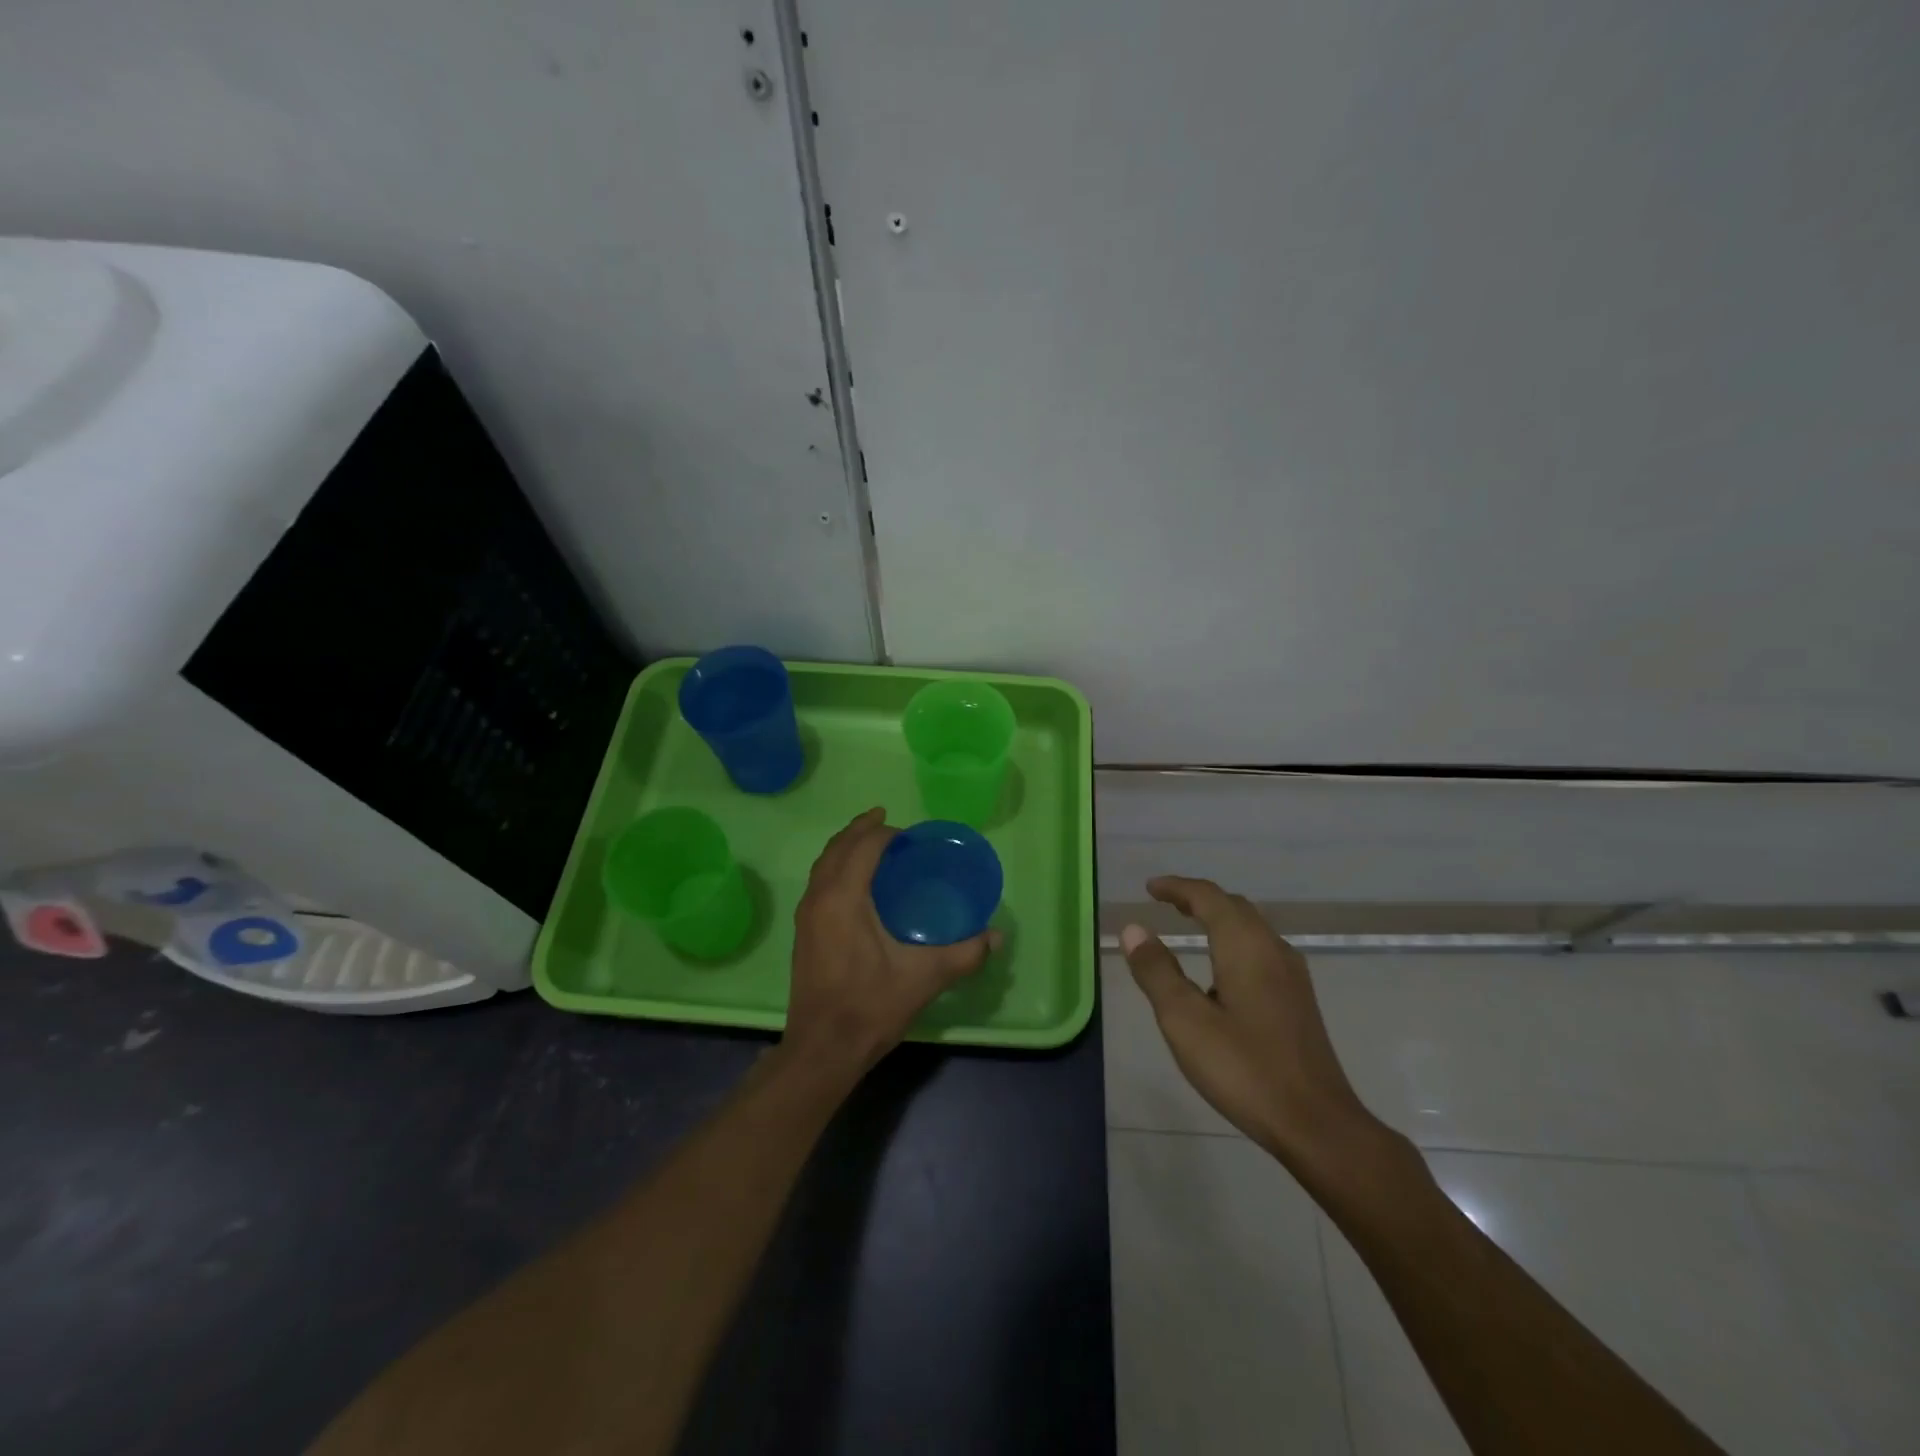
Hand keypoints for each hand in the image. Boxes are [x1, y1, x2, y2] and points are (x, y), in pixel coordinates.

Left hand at [784, 808, 999, 1076]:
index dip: (886, 834)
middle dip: (862, 829)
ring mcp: (806, 916)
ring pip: (823, 864)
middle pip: (837, 848)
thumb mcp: (924, 978)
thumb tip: (996, 937)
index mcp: (842, 899)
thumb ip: (964, 953)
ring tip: (872, 844)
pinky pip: (819, 882)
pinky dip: (837, 867)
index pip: (862, 847)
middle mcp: (818, 898)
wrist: (822, 1049)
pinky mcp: (803, 933)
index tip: (911, 836)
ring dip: (846, 847)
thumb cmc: (870, 1007)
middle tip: (889, 823)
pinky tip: (857, 884)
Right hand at [1122, 876, 1380, 1168]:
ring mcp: (1292, 976)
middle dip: (1198, 898)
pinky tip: (1221, 973)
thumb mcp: (1185, 1021)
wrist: (1317, 1124)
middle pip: (1234, 907)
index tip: (1149, 888)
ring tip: (1190, 926)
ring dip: (1219, 918)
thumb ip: (1157, 971)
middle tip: (1166, 902)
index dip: (1177, 887)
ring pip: (1251, 928)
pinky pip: (1261, 950)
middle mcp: (1273, 950)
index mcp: (1245, 946)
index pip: (1209, 897)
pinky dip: (1233, 941)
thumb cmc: (1244, 1068)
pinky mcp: (1299, 1000)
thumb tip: (1134, 929)